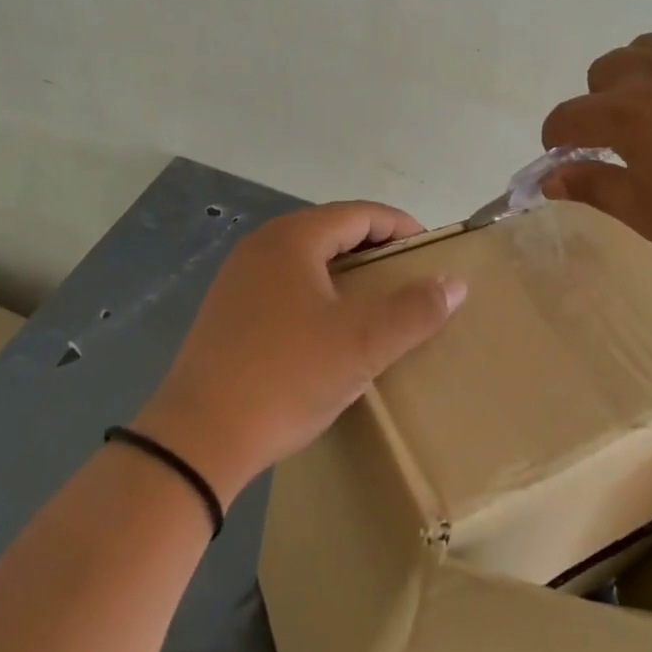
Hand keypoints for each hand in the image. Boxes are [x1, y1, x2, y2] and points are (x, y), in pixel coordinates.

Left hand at [134, 203, 466, 505]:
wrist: (198, 438)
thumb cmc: (287, 377)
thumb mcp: (362, 344)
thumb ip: (414, 310)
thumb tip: (454, 284)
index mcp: (293, 238)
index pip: (359, 213)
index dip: (401, 228)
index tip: (431, 254)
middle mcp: (262, 245)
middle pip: (331, 230)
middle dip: (374, 248)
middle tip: (408, 278)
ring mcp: (238, 277)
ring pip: (306, 258)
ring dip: (345, 271)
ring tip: (375, 302)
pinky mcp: (226, 310)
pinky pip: (284, 283)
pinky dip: (317, 291)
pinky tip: (328, 327)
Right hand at [541, 0, 651, 277]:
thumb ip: (596, 189)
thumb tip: (551, 177)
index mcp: (624, 116)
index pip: (566, 117)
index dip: (558, 139)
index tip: (570, 157)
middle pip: (601, 72)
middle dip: (600, 105)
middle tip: (627, 142)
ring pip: (646, 45)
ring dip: (640, 73)